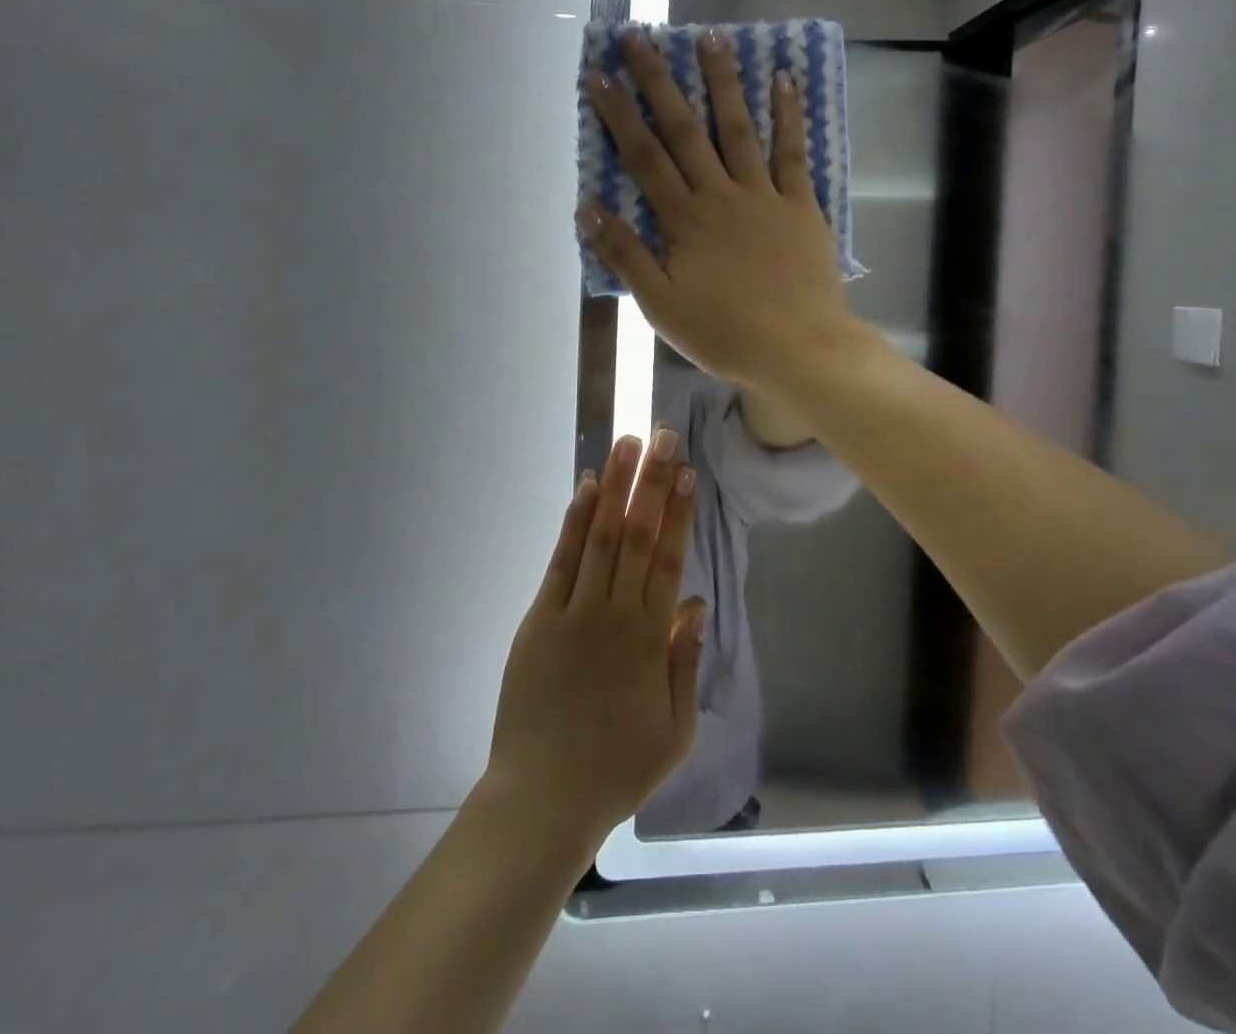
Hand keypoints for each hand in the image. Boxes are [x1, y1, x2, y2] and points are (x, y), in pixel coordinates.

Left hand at [485, 430, 705, 845]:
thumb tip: (696, 603)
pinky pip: (561, 561)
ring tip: (627, 444)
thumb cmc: (617, 768)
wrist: (543, 799)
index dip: (678, 512)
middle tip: (662, 436)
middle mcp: (614, 613)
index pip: (668, 559)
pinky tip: (586, 489)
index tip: (686, 472)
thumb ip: (686, 661)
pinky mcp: (539, 618)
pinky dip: (575, 522)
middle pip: (637, 535)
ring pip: (600, 536)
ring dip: (615, 487)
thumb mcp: (675, 729)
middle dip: (651, 482)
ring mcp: (573, 611)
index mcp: (650, 638)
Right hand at [580, 30, 863, 394]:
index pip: (644, 158)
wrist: (799, 349)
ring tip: (709, 37)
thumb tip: (587, 208)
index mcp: (684, 221)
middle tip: (640, 37)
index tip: (599, 75)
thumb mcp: (662, 305)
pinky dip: (789, 115)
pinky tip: (784, 79)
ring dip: (722, 82)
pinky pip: (793, 152)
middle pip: (685, 131)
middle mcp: (721, 195)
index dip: (619, 114)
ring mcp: (764, 195)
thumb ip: (626, 255)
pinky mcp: (800, 204)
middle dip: (659, 82)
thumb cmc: (725, 334)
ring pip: (738, 129)